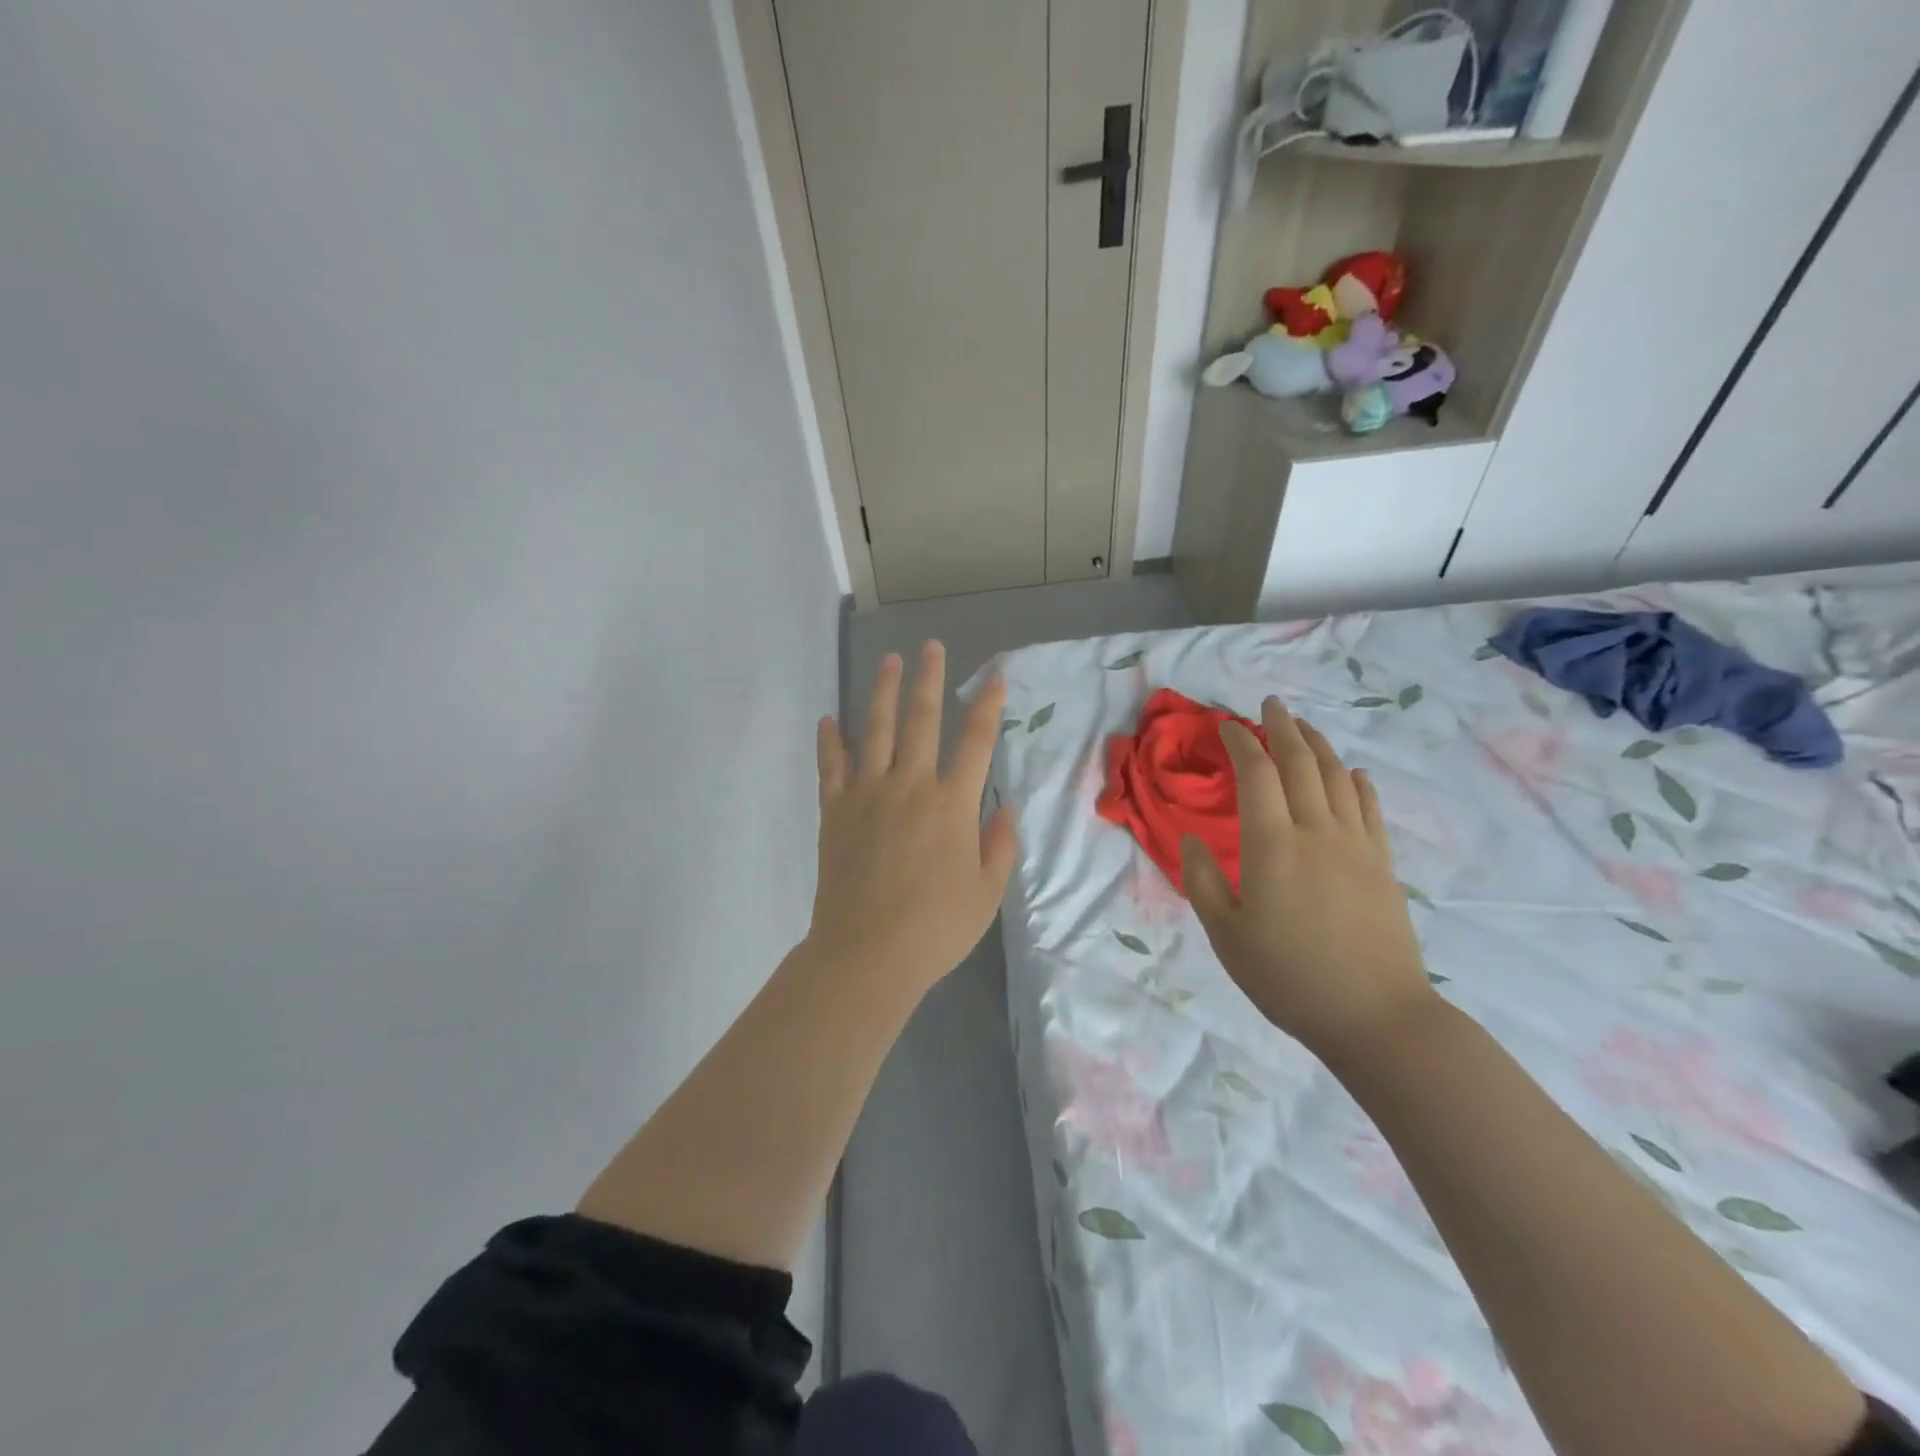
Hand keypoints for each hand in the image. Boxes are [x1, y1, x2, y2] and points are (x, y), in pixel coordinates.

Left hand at [808, 642, 1017, 997]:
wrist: (867, 953)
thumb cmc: (936, 928)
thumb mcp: (987, 893)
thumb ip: (1000, 844)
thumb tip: (1005, 806)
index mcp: (952, 805)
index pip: (976, 742)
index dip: (987, 705)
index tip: (994, 677)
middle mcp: (910, 786)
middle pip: (921, 720)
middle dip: (928, 679)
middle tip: (930, 647)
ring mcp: (867, 794)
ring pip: (874, 730)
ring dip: (881, 692)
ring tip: (887, 661)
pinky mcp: (835, 811)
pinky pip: (831, 766)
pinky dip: (829, 741)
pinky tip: (828, 719)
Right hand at [1182, 697, 1435, 1061]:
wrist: (1377, 1016)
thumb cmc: (1289, 977)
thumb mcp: (1226, 936)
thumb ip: (1203, 881)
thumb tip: (1193, 839)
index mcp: (1272, 845)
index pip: (1256, 775)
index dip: (1241, 743)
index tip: (1227, 726)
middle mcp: (1316, 831)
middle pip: (1300, 763)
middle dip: (1282, 728)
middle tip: (1269, 705)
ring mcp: (1356, 845)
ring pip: (1337, 777)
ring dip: (1318, 745)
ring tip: (1303, 726)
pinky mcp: (1382, 863)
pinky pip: (1369, 808)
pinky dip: (1358, 782)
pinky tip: (1353, 773)